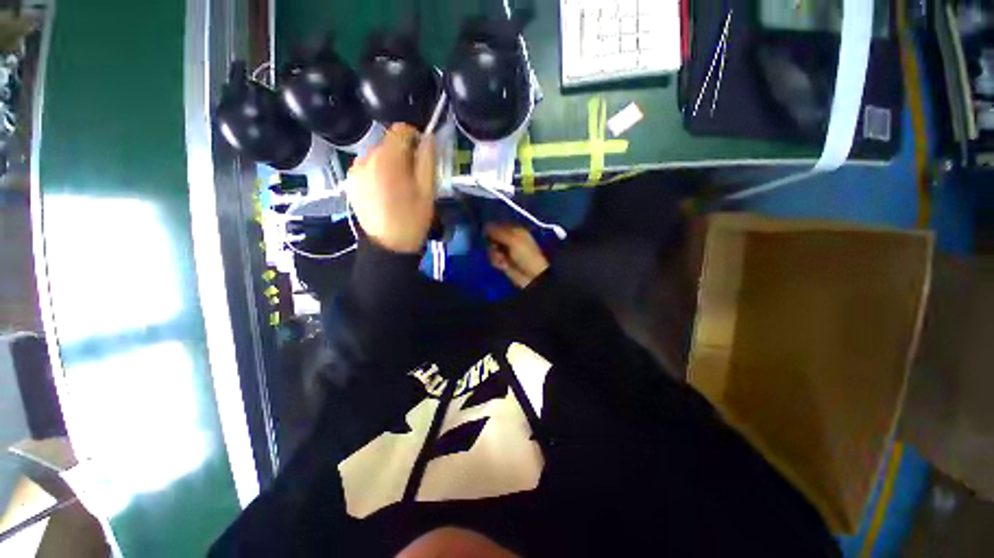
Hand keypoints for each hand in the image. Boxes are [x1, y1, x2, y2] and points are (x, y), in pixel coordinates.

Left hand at [347, 124, 436, 252]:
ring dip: (390, 164)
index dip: (415, 137)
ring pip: (378, 156)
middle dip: (403, 154)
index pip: (400, 130)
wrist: (389, 246)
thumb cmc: (413, 219)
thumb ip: (428, 160)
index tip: (423, 155)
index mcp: (387, 160)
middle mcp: (366, 159)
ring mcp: (355, 171)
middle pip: (388, 143)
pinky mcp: (351, 182)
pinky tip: (386, 193)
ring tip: (399, 188)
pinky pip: (368, 168)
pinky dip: (379, 173)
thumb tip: (428, 138)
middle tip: (414, 178)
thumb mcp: (428, 191)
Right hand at [485, 224, 549, 287]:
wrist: (531, 275)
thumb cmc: (525, 254)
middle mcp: (510, 240)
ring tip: (501, 259)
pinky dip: (496, 262)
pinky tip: (503, 265)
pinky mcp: (503, 262)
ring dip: (494, 254)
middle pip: (493, 237)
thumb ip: (498, 232)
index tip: (485, 233)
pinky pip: (493, 258)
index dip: (492, 229)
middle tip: (495, 247)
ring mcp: (506, 251)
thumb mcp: (513, 240)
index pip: (499, 226)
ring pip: (491, 248)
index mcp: (515, 231)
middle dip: (492, 243)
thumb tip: (484, 225)